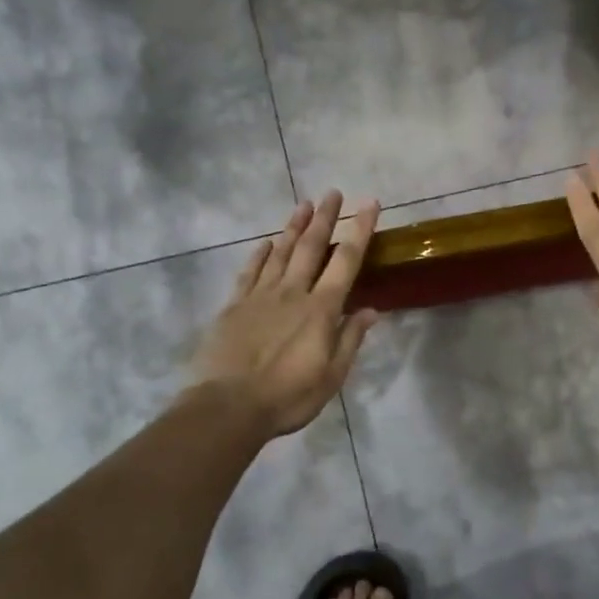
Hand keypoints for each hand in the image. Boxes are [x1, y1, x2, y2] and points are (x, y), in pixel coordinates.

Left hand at [191, 192, 381, 438]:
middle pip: (311, 247)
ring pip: (281, 253)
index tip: (369, 203)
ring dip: (293, 227)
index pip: (346, 261)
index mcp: (321, 309)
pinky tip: (267, 242)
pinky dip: (260, 254)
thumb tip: (370, 310)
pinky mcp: (234, 306)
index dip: (360, 230)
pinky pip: (250, 272)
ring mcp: (260, 296)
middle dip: (324, 217)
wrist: (228, 406)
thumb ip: (350, 339)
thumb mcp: (331, 376)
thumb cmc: (288, 397)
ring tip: (303, 204)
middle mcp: (292, 293)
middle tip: (332, 192)